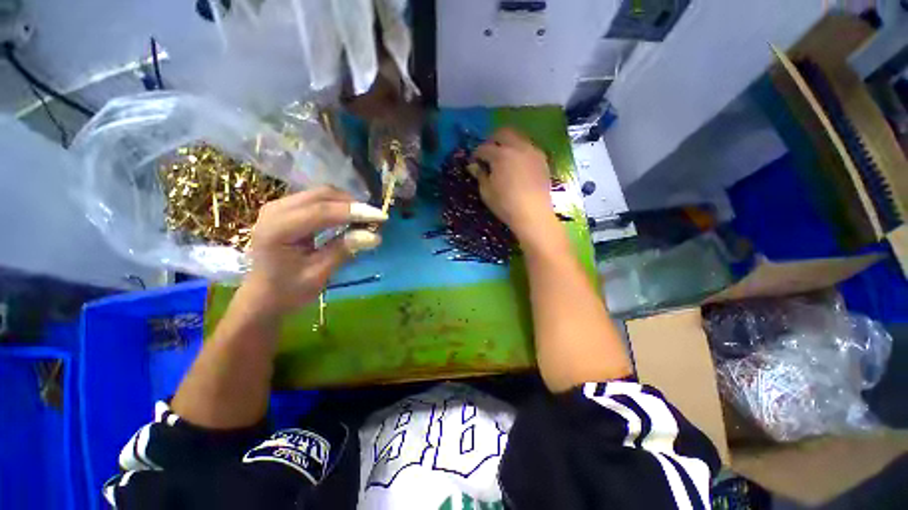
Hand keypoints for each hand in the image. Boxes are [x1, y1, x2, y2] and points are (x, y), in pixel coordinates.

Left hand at [237, 187, 386, 316]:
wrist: (263, 296)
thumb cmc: (289, 291)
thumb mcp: (319, 274)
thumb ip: (344, 250)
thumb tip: (375, 236)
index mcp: (277, 229)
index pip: (322, 211)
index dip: (354, 212)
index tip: (382, 217)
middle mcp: (275, 210)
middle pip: (322, 195)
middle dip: (353, 204)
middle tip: (375, 218)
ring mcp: (278, 206)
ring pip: (321, 194)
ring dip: (346, 204)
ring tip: (365, 218)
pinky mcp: (286, 209)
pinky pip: (317, 200)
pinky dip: (337, 206)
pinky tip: (349, 217)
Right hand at [474, 128, 559, 248]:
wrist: (533, 214)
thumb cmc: (505, 204)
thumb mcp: (487, 192)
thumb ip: (480, 175)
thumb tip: (474, 166)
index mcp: (501, 155)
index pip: (484, 148)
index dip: (476, 154)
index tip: (473, 161)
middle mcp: (518, 147)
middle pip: (503, 133)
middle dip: (493, 140)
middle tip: (488, 152)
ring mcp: (532, 151)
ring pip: (518, 138)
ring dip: (508, 143)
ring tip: (503, 157)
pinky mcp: (542, 159)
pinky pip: (529, 147)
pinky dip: (520, 151)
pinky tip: (517, 164)